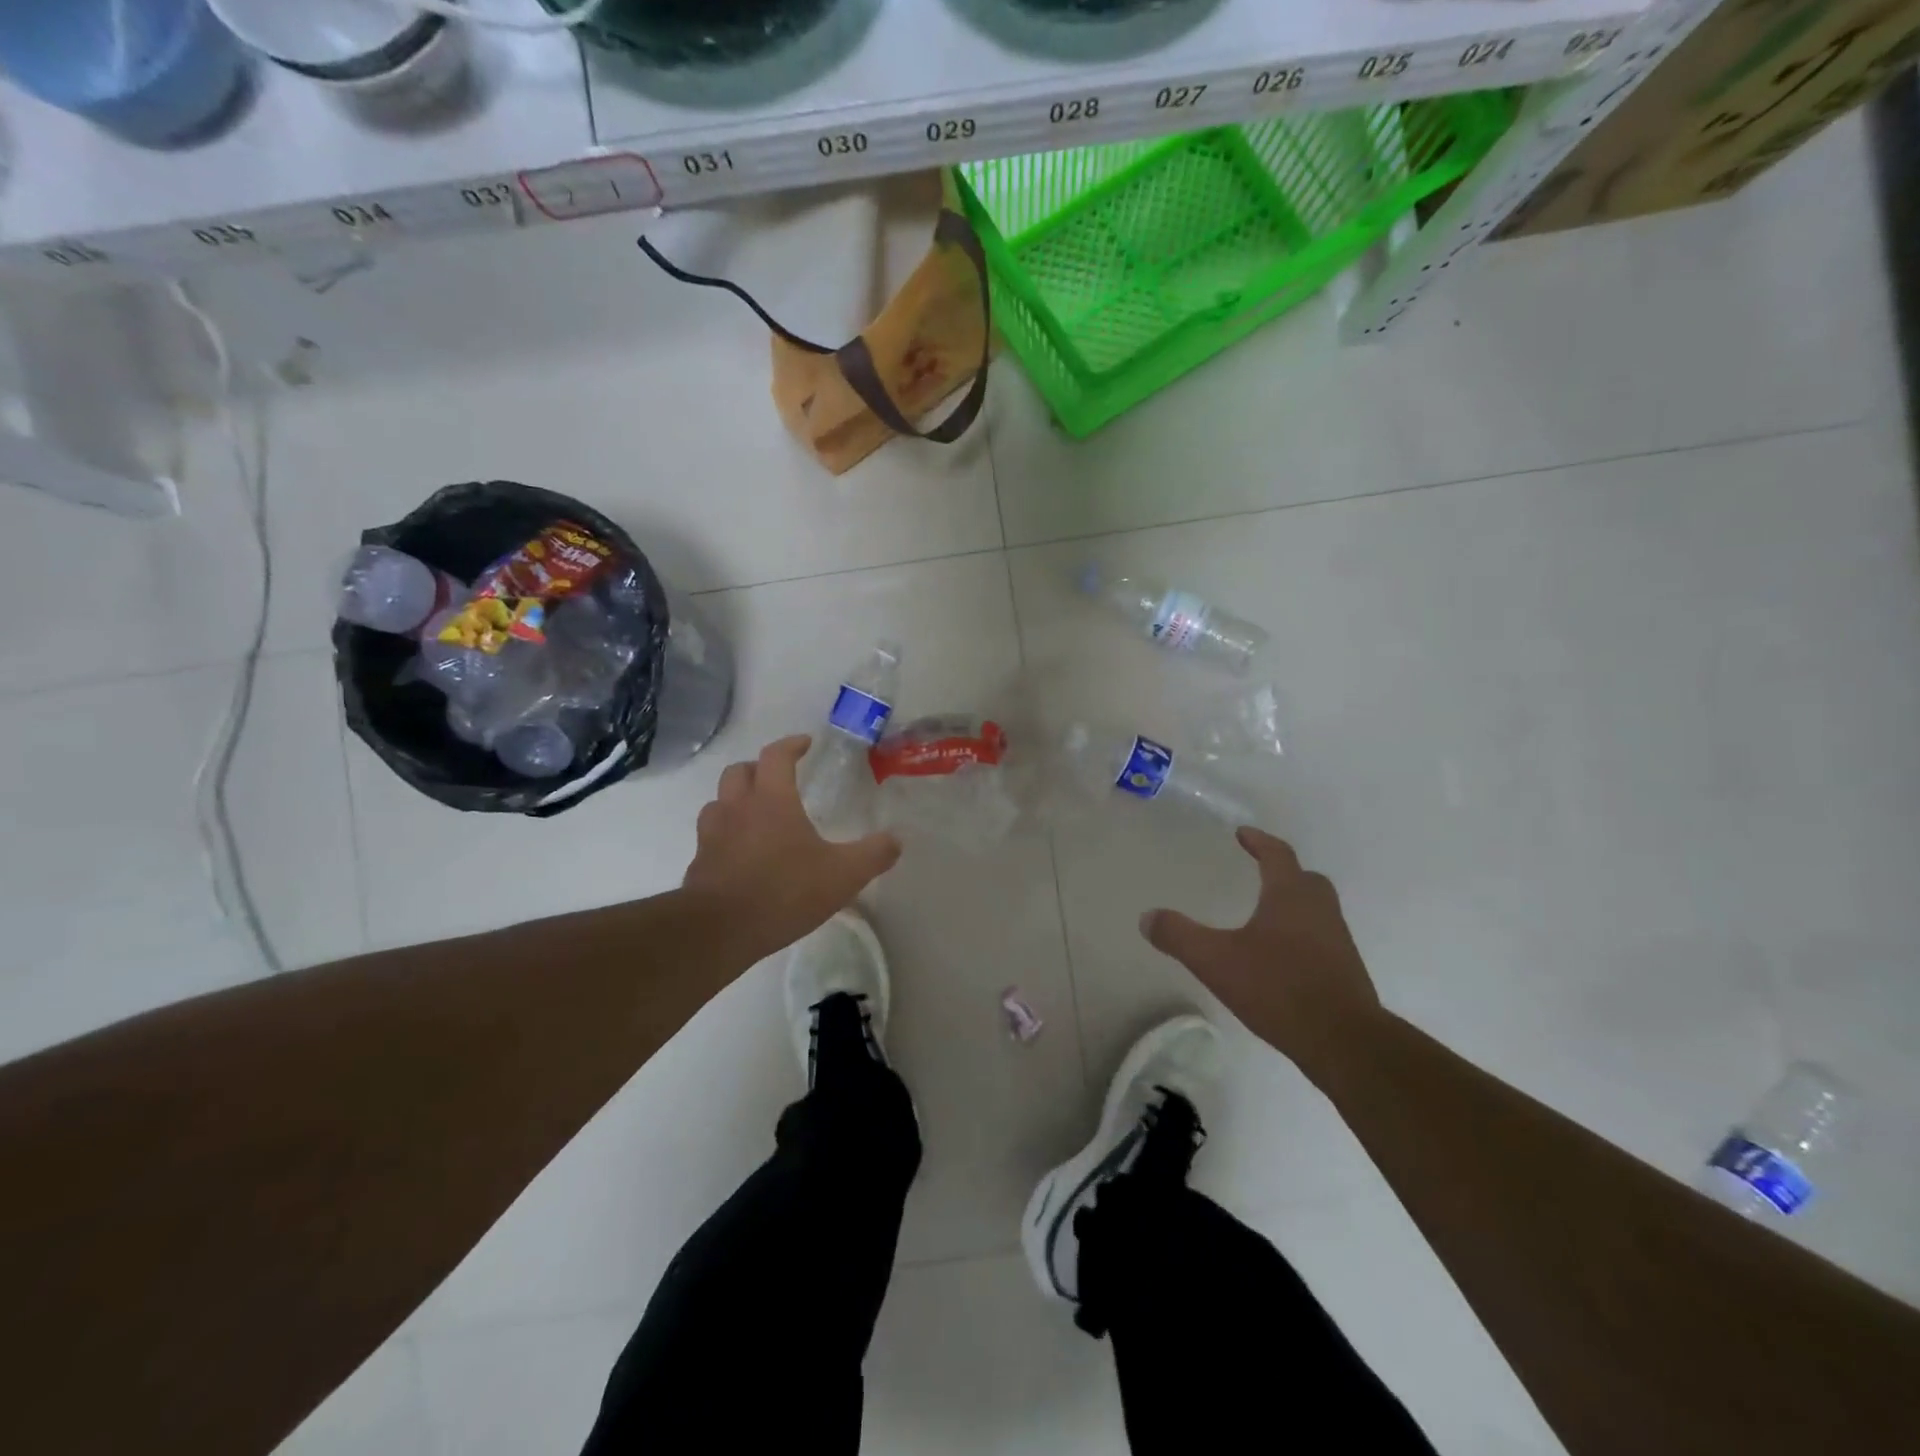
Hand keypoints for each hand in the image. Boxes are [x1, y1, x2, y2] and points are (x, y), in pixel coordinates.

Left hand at [682, 735, 900, 962]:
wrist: (720, 930)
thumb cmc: (784, 891)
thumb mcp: (843, 875)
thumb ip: (873, 855)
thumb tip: (895, 840)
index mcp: (771, 800)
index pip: (776, 756)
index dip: (792, 745)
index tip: (806, 744)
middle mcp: (737, 808)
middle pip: (739, 771)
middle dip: (758, 768)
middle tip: (778, 778)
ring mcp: (712, 836)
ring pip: (719, 802)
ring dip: (736, 800)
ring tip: (756, 815)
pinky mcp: (699, 864)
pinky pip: (711, 837)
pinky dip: (725, 836)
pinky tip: (741, 855)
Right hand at [1140, 827, 1381, 1075]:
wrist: (1344, 1041)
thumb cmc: (1279, 988)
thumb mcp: (1216, 961)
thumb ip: (1179, 936)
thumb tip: (1147, 917)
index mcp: (1291, 896)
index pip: (1277, 855)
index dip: (1259, 841)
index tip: (1243, 833)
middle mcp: (1319, 910)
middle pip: (1305, 879)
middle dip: (1283, 871)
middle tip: (1261, 872)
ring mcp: (1338, 941)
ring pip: (1317, 909)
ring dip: (1295, 904)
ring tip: (1267, 915)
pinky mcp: (1345, 971)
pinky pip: (1322, 938)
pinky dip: (1302, 935)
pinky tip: (1282, 957)